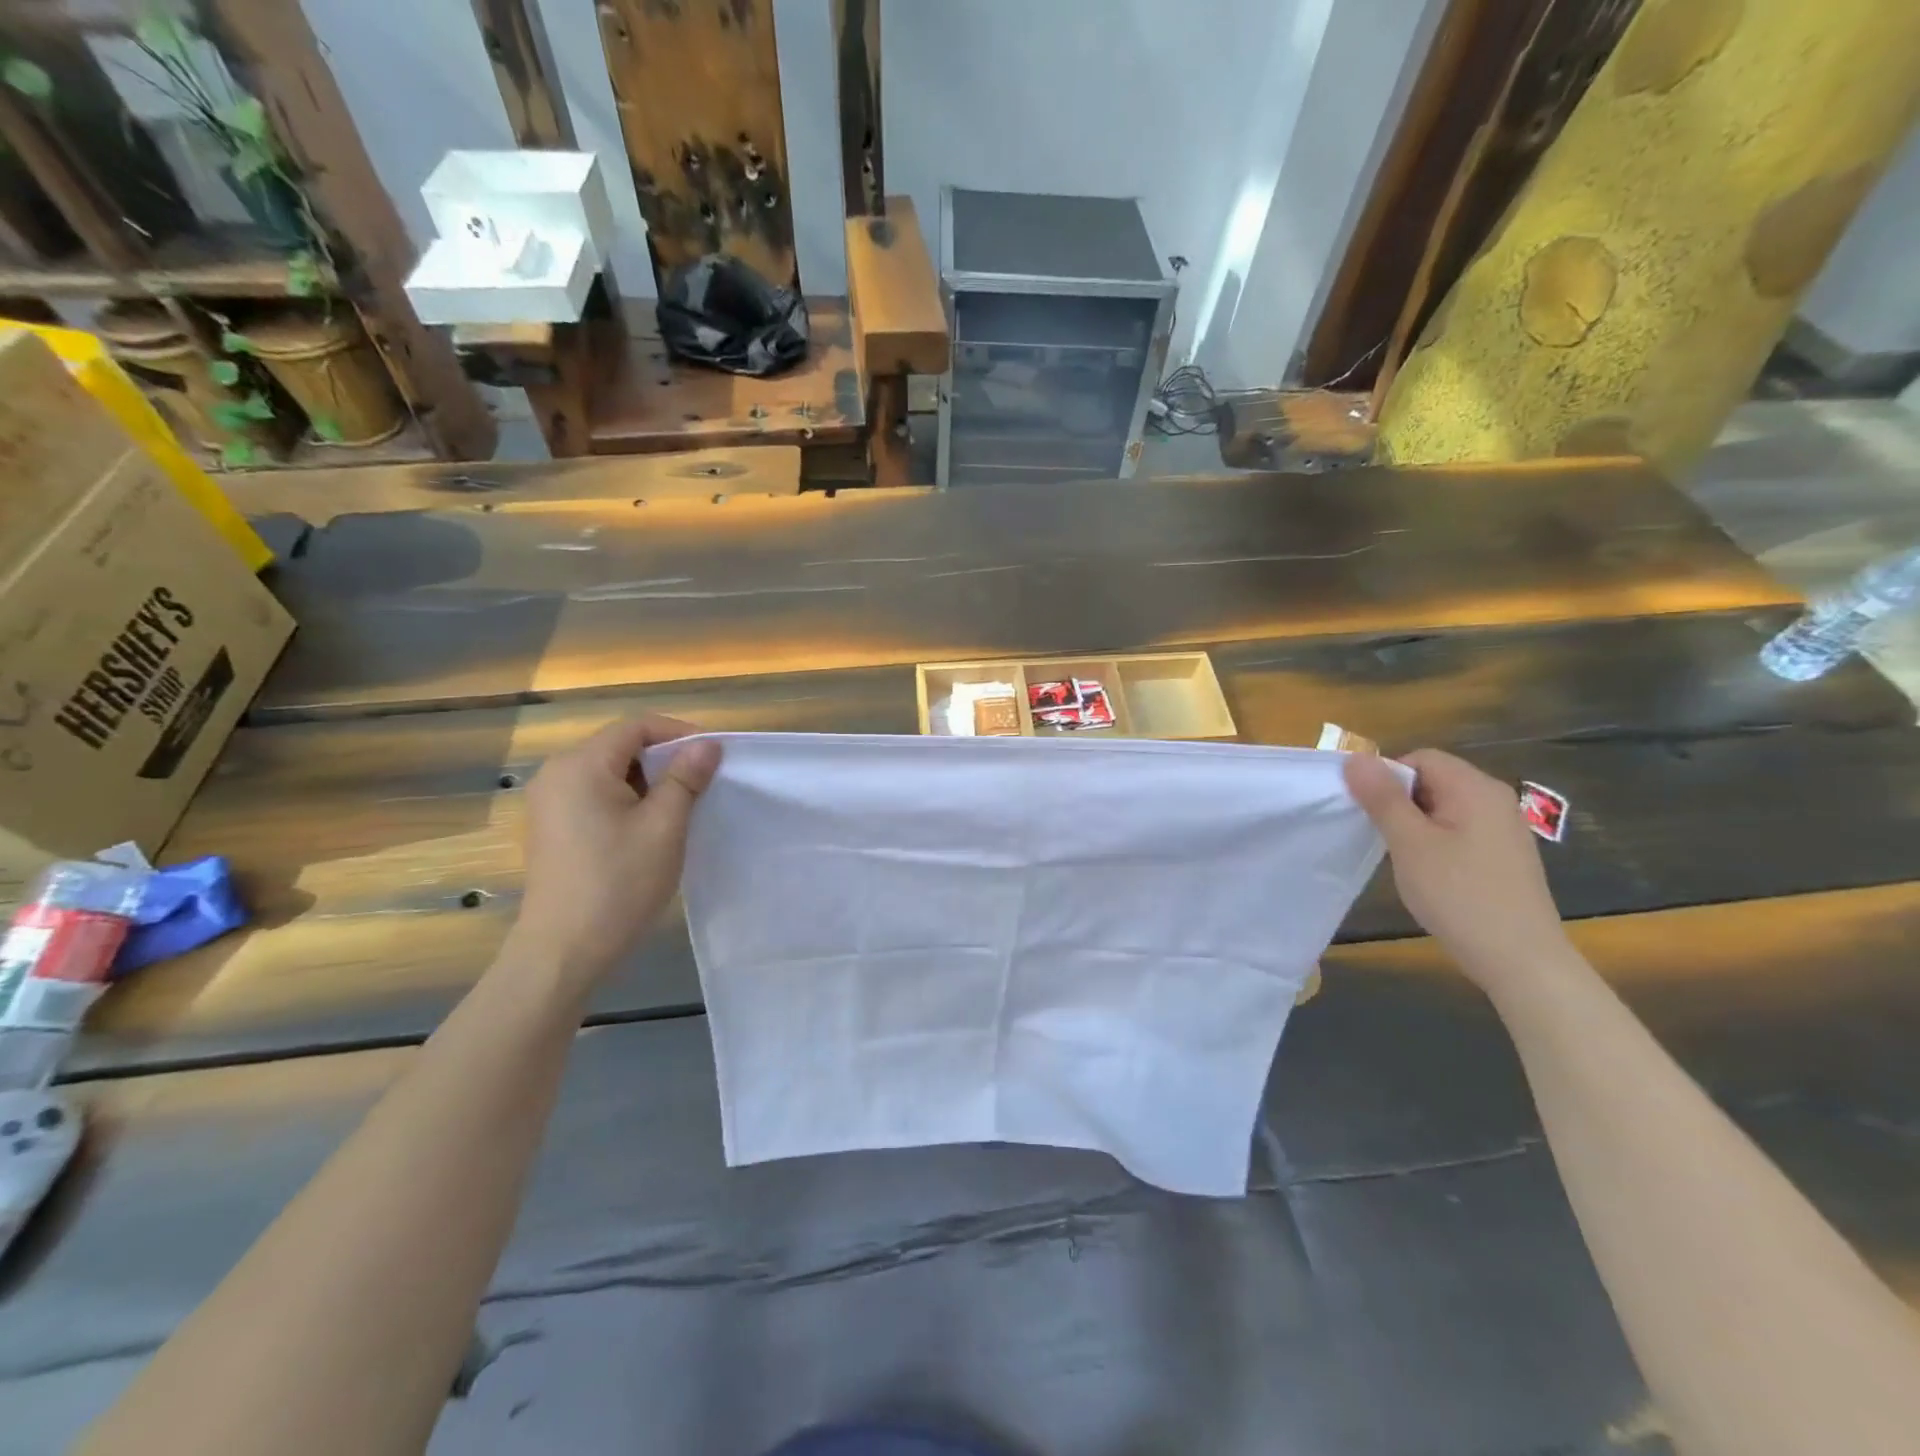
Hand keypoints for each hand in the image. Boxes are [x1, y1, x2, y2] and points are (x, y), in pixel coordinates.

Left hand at [514, 715, 720, 988]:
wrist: (563, 951)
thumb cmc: (619, 883)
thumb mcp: (664, 826)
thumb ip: (685, 778)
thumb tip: (707, 744)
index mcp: (581, 765)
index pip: (636, 726)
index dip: (679, 733)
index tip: (714, 756)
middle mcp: (557, 774)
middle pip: (620, 746)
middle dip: (665, 758)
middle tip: (703, 783)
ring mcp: (549, 802)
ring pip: (610, 772)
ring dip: (648, 781)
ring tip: (681, 807)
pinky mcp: (552, 828)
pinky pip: (595, 795)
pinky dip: (627, 800)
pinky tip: (649, 828)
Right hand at [1344, 748, 1568, 993]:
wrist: (1521, 960)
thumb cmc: (1459, 895)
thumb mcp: (1409, 843)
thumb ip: (1382, 797)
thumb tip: (1355, 758)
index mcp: (1475, 788)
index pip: (1420, 758)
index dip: (1387, 778)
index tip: (1369, 813)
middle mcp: (1495, 799)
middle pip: (1434, 779)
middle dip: (1400, 802)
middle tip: (1384, 838)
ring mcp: (1505, 828)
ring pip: (1444, 807)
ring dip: (1416, 825)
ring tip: (1405, 859)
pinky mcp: (1506, 855)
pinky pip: (1461, 830)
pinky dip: (1437, 842)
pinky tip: (1431, 875)